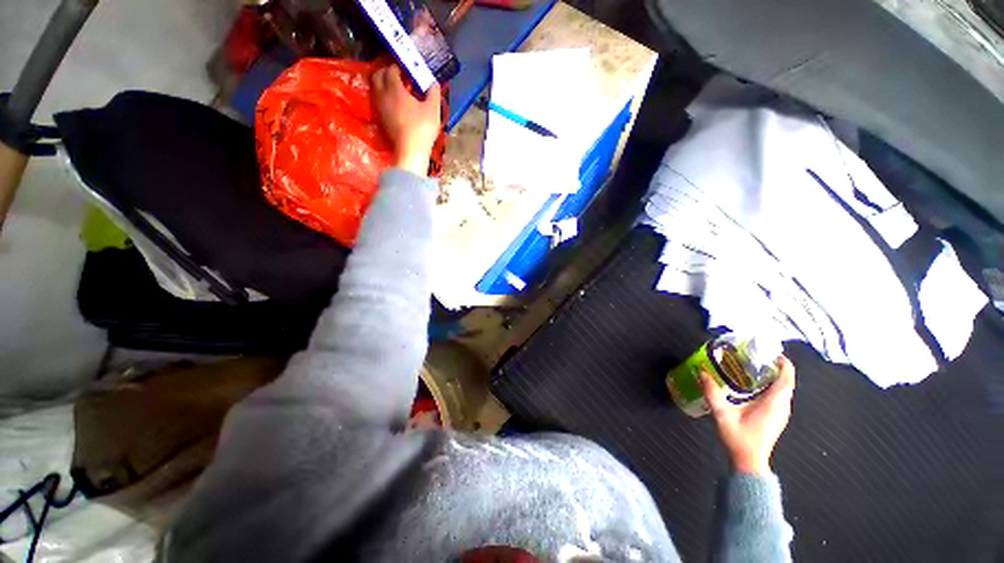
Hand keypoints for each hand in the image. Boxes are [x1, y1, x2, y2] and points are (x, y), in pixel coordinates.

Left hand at [371, 65, 441, 175]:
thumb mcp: (433, 110)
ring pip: (376, 89)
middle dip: (385, 72)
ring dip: (383, 85)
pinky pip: (378, 102)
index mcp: (395, 89)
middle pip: (377, 76)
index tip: (405, 68)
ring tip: (395, 89)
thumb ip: (433, 93)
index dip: (397, 66)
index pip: (391, 70)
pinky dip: (384, 98)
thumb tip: (434, 83)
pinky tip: (393, 104)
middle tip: (396, 75)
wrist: (410, 150)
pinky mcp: (380, 120)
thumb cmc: (422, 128)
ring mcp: (379, 108)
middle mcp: (383, 95)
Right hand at [700, 356, 795, 475]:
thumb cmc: (740, 438)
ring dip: (774, 377)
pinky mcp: (777, 418)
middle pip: (786, 382)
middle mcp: (782, 407)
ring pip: (784, 390)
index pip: (787, 379)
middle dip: (775, 367)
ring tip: (753, 367)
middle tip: (755, 356)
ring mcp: (781, 414)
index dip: (784, 363)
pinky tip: (753, 385)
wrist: (749, 462)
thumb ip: (712, 393)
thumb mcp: (722, 414)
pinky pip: (779, 396)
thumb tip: (702, 372)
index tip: (771, 352)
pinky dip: (771, 386)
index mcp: (774, 403)